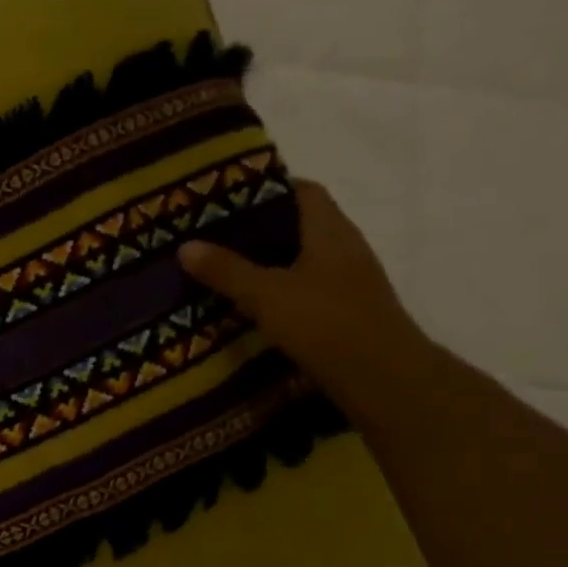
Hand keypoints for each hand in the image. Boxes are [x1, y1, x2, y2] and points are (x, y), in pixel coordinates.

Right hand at [178, 180, 431, 411]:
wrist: (382, 378)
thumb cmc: (326, 323)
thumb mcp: (266, 294)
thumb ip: (226, 270)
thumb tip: (185, 245)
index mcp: (330, 231)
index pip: (303, 191)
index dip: (268, 188)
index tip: (227, 197)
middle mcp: (344, 248)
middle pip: (299, 224)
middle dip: (258, 228)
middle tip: (213, 235)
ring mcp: (347, 282)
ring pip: (301, 259)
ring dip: (266, 262)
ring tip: (222, 269)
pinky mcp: (343, 311)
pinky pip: (304, 289)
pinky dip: (277, 291)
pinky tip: (249, 305)